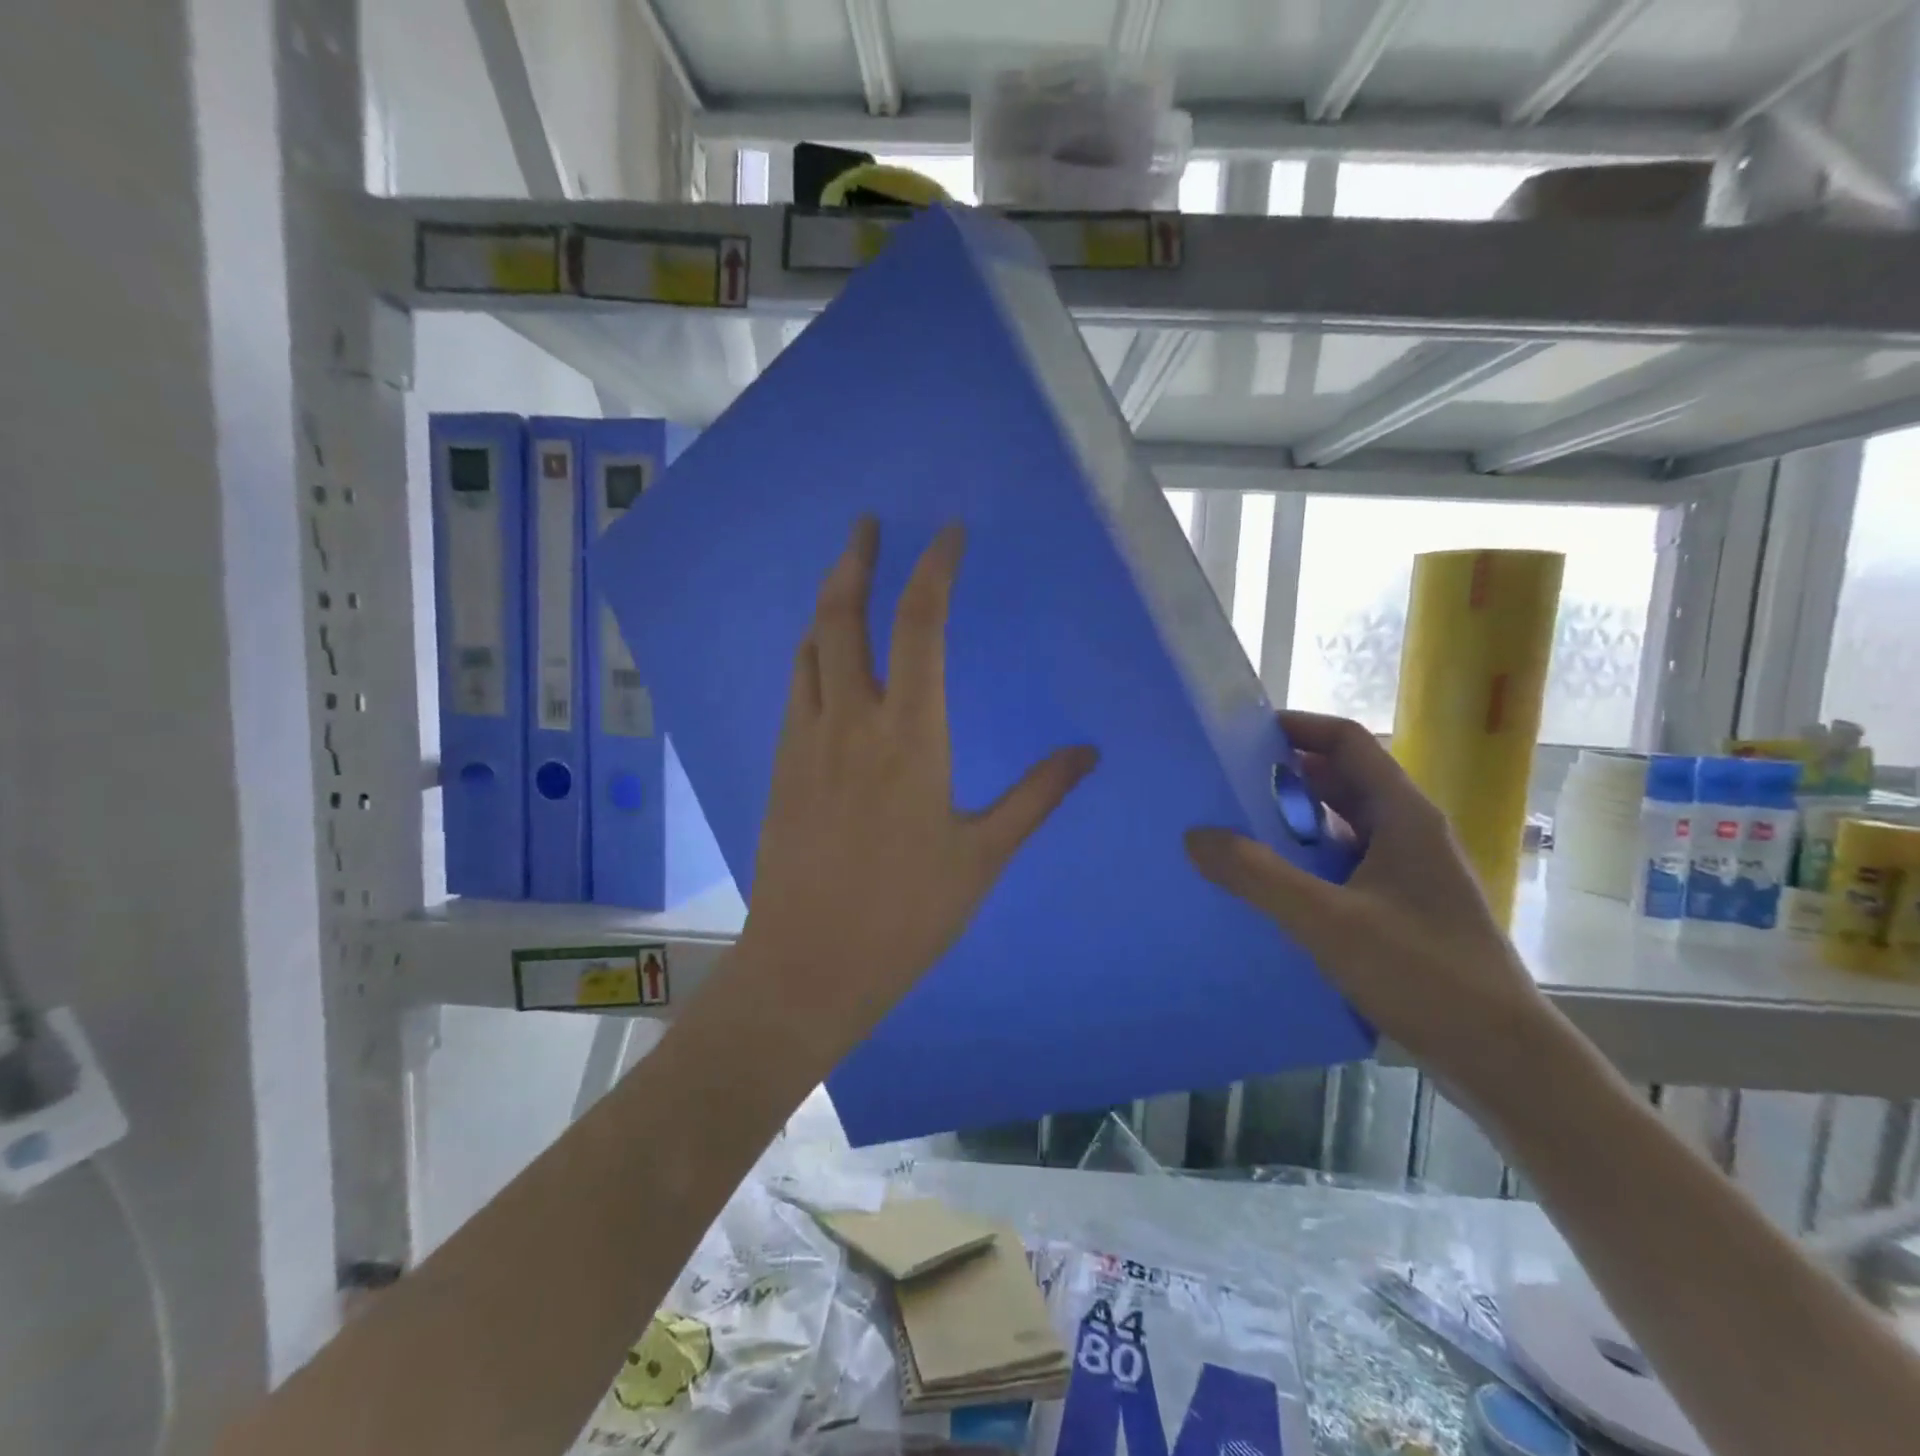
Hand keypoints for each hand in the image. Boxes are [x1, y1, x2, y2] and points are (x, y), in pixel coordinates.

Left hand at [738, 518, 1096, 1057]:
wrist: (810, 966)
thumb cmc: (907, 914)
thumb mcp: (984, 855)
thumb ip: (1037, 795)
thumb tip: (1088, 753)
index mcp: (910, 734)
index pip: (921, 625)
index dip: (934, 569)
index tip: (946, 534)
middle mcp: (851, 721)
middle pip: (842, 616)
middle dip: (855, 560)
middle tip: (867, 525)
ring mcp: (807, 741)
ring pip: (809, 648)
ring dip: (827, 604)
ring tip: (846, 580)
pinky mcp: (783, 766)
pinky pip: (796, 688)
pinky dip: (811, 653)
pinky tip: (824, 660)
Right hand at [1185, 711, 1552, 1103]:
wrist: (1502, 1057)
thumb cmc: (1423, 974)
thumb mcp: (1328, 921)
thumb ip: (1258, 876)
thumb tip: (1194, 836)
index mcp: (1403, 815)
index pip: (1347, 742)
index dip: (1297, 727)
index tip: (1241, 732)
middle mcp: (1409, 832)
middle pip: (1342, 780)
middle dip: (1285, 775)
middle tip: (1225, 781)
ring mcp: (1409, 871)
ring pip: (1343, 824)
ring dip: (1294, 819)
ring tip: (1236, 828)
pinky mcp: (1403, 907)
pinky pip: (1345, 862)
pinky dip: (1307, 859)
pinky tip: (1271, 884)